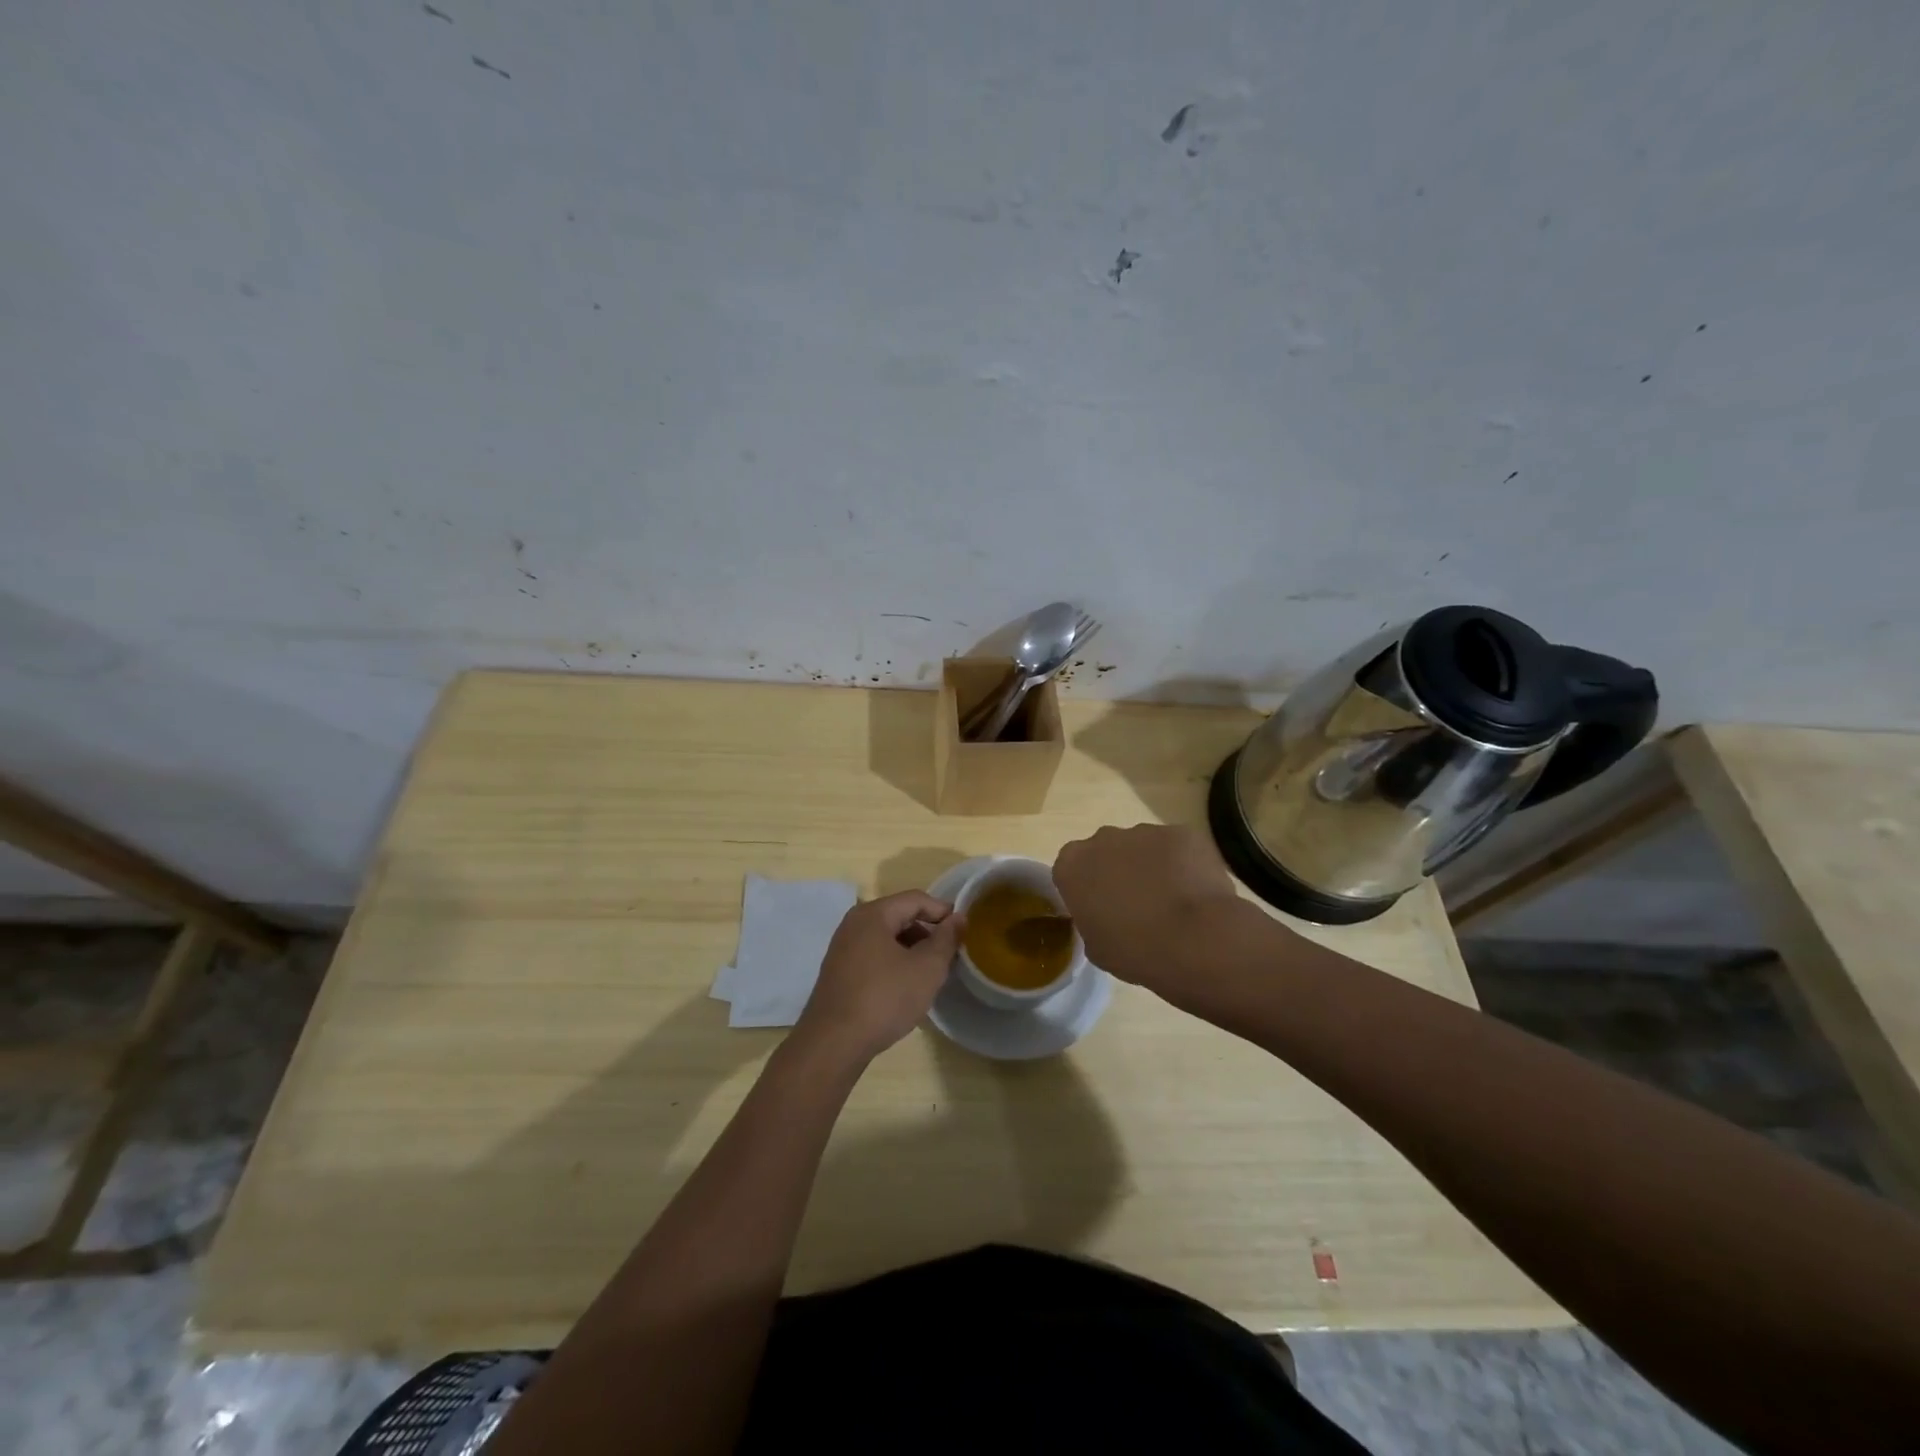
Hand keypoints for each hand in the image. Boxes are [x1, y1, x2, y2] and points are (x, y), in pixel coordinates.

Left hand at [795, 891, 963, 1063]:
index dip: (943, 912)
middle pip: (900, 916)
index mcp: (873, 914)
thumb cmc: (885, 998)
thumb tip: (958, 918)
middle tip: (949, 956)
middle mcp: (854, 924)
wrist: (833, 1044)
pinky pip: (874, 956)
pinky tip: (905, 988)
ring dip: (912, 950)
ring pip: (887, 938)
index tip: (963, 932)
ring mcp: (843, 948)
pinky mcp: (839, 972)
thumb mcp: (926, 968)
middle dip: (928, 933)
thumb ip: (946, 939)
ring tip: (930, 974)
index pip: (916, 899)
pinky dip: (894, 963)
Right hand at [1053, 824, 1241, 993]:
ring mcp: (1144, 831)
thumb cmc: (1135, 950)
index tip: (1099, 910)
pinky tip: (1195, 892)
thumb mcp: (1096, 948)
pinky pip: (1175, 848)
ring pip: (1141, 846)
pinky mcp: (1180, 833)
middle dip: (1116, 871)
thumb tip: (1104, 916)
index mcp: (1072, 866)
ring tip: (1171, 901)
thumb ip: (1091, 921)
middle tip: (1135, 905)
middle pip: (1104, 851)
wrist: (1195, 940)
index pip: (1070, 870)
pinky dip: (1182, 864)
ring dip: (1150, 866)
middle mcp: (1102, 838)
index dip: (1085, 889)